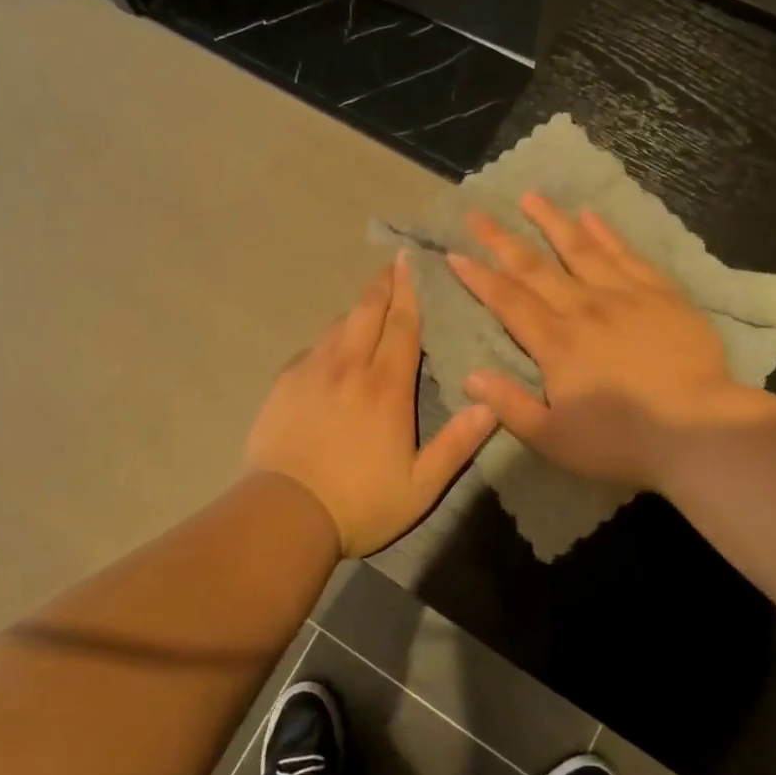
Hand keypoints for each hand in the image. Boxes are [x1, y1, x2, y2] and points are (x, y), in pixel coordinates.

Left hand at [246, 256, 496, 555]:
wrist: (285, 513)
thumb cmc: (360, 502)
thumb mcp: (421, 485)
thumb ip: (457, 444)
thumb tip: (491, 403)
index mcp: (386, 386)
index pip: (402, 325)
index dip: (410, 291)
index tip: (413, 261)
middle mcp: (349, 366)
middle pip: (367, 311)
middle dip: (382, 284)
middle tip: (393, 264)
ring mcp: (311, 371)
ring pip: (337, 325)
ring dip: (356, 308)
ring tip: (368, 302)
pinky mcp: (284, 383)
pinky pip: (312, 348)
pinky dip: (328, 339)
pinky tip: (331, 348)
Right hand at [448, 194, 774, 488]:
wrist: (700, 430)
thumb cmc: (622, 441)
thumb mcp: (553, 439)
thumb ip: (509, 406)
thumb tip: (469, 376)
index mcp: (554, 342)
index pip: (507, 301)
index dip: (478, 277)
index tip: (455, 253)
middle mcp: (582, 308)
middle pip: (534, 267)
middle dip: (501, 240)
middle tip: (477, 214)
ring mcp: (624, 295)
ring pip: (579, 248)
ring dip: (551, 221)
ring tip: (529, 197)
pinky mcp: (660, 294)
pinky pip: (626, 255)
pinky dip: (605, 233)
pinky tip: (590, 215)